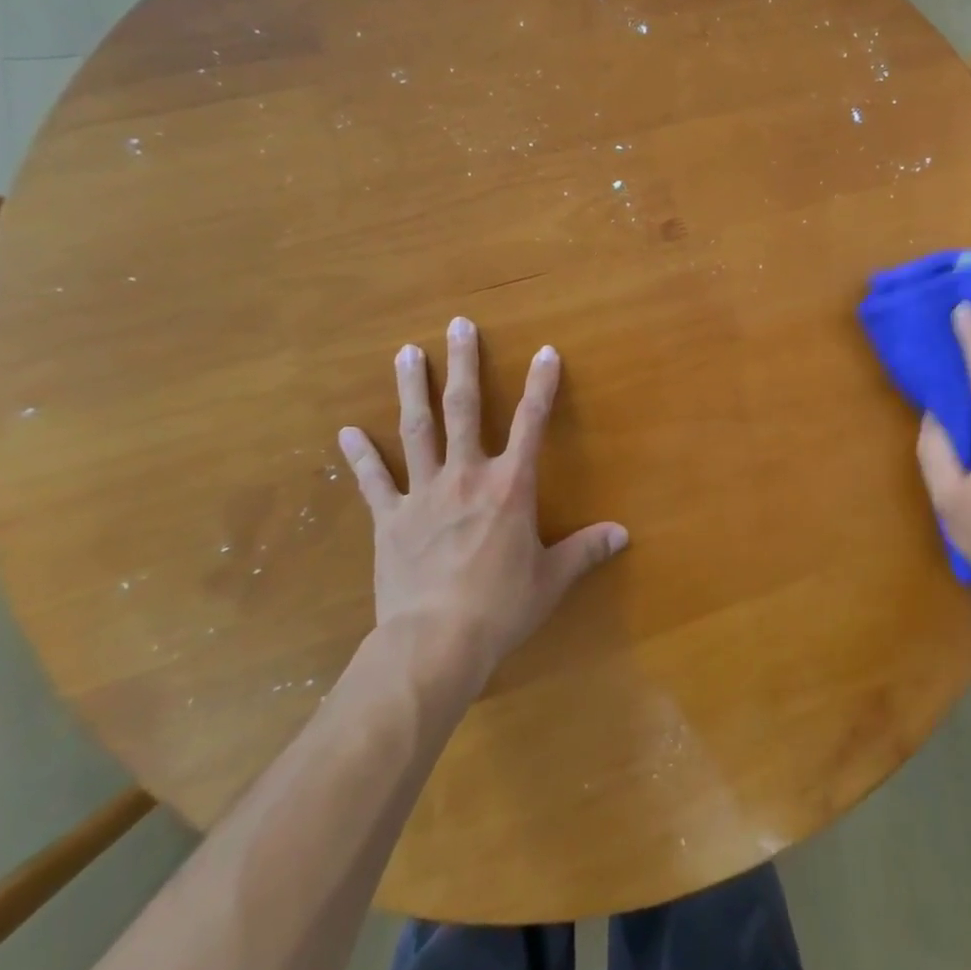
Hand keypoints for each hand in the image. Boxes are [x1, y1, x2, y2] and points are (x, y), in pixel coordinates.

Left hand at [337, 316, 627, 673]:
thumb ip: (586, 550)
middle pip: (465, 410)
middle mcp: (467, 477)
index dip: (541, 385)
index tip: (546, 351)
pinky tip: (346, 431)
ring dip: (413, 389)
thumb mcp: (551, 580)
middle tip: (458, 325)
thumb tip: (624, 534)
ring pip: (418, 430)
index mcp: (510, 487)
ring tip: (407, 352)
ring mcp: (424, 494)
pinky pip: (374, 481)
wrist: (434, 644)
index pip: (532, 423)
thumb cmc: (500, 608)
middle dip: (465, 364)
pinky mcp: (390, 519)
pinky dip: (361, 456)